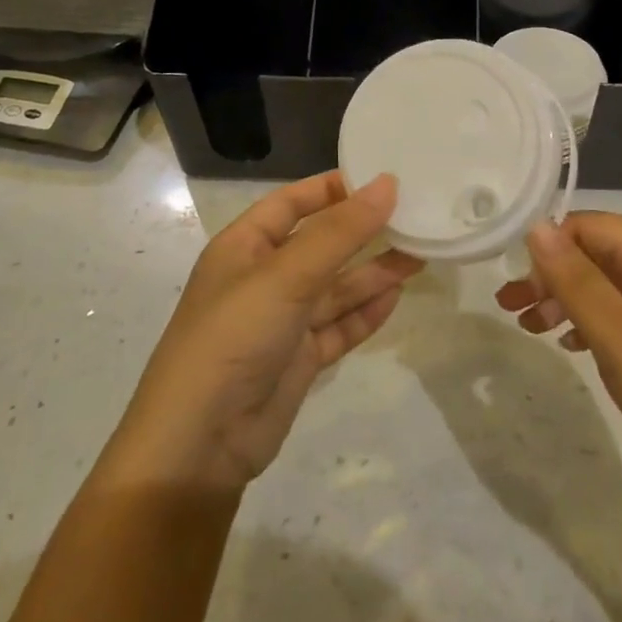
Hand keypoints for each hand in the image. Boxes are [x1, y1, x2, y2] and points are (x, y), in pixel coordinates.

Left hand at [105, 172, 420, 491]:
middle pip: (321, 245)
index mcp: (244, 247)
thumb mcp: (286, 275)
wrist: (200, 442)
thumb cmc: (234, 336)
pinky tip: (397, 297)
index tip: (380, 180)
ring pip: (335, 288)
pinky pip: (339, 326)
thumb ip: (340, 232)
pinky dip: (366, 313)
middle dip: (363, 232)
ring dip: (374, 273)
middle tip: (414, 217)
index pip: (291, 203)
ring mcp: (281, 321)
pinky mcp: (298, 359)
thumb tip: (387, 184)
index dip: (332, 189)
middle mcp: (263, 279)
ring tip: (420, 255)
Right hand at [496, 212, 621, 510]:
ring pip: (612, 282)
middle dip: (553, 275)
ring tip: (533, 328)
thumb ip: (576, 280)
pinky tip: (575, 345)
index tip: (516, 290)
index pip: (590, 225)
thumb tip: (536, 226)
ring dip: (570, 299)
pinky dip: (596, 320)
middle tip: (512, 311)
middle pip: (600, 251)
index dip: (548, 249)